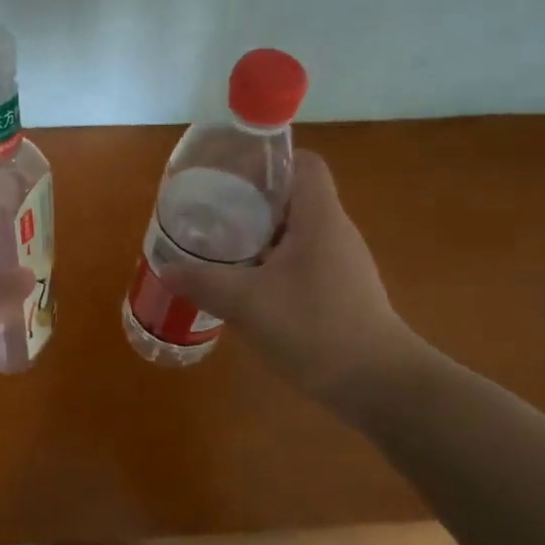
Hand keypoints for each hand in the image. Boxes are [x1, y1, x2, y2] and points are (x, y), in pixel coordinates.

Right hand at [161, 149, 424, 408]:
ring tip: (222, 249)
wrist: (377, 384)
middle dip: (252, 202)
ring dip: (260, 237)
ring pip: (296, 234)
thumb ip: (203, 282)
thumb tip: (167, 268)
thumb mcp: (247, 303)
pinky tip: (248, 289)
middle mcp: (335, 232)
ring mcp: (342, 264)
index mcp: (320, 218)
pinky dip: (273, 266)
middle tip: (212, 214)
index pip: (304, 164)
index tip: (232, 174)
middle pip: (294, 198)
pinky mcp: (342, 293)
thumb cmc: (314, 328)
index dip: (269, 160)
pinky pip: (302, 263)